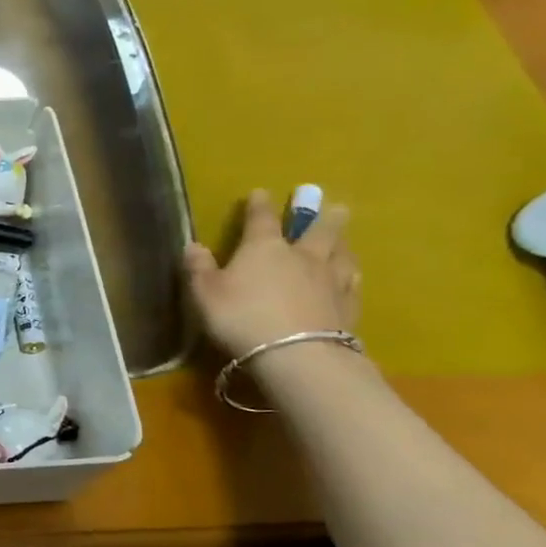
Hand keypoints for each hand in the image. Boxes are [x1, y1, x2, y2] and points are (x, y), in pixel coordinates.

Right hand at [182, 189, 359, 358]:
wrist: (295, 354)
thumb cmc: (241, 317)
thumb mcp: (205, 293)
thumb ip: (199, 268)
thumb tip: (193, 245)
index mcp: (264, 248)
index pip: (261, 219)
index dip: (259, 205)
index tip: (261, 192)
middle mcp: (302, 257)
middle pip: (318, 231)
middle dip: (323, 217)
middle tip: (335, 206)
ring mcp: (330, 281)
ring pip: (341, 255)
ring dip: (343, 243)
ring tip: (345, 239)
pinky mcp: (348, 307)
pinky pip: (352, 285)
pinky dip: (351, 277)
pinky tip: (353, 277)